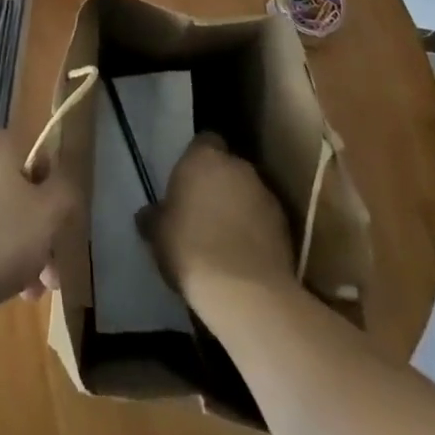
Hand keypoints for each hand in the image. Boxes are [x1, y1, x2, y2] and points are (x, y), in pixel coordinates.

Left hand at [0, 128, 81, 315]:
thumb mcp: (46, 217)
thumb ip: (65, 195)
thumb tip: (63, 184)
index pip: (40, 164)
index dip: (55, 205)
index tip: (59, 243)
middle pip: (16, 193)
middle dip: (34, 236)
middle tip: (44, 281)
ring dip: (10, 250)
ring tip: (19, 293)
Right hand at [138, 134, 296, 299]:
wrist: (245, 293)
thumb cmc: (190, 249)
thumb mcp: (158, 234)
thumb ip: (154, 216)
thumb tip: (148, 215)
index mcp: (204, 157)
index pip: (204, 140)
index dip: (196, 158)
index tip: (187, 179)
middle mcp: (238, 166)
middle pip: (228, 167)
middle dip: (219, 183)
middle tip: (203, 209)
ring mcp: (267, 195)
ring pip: (248, 193)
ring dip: (239, 207)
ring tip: (225, 236)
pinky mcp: (287, 227)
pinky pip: (265, 220)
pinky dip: (256, 231)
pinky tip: (244, 256)